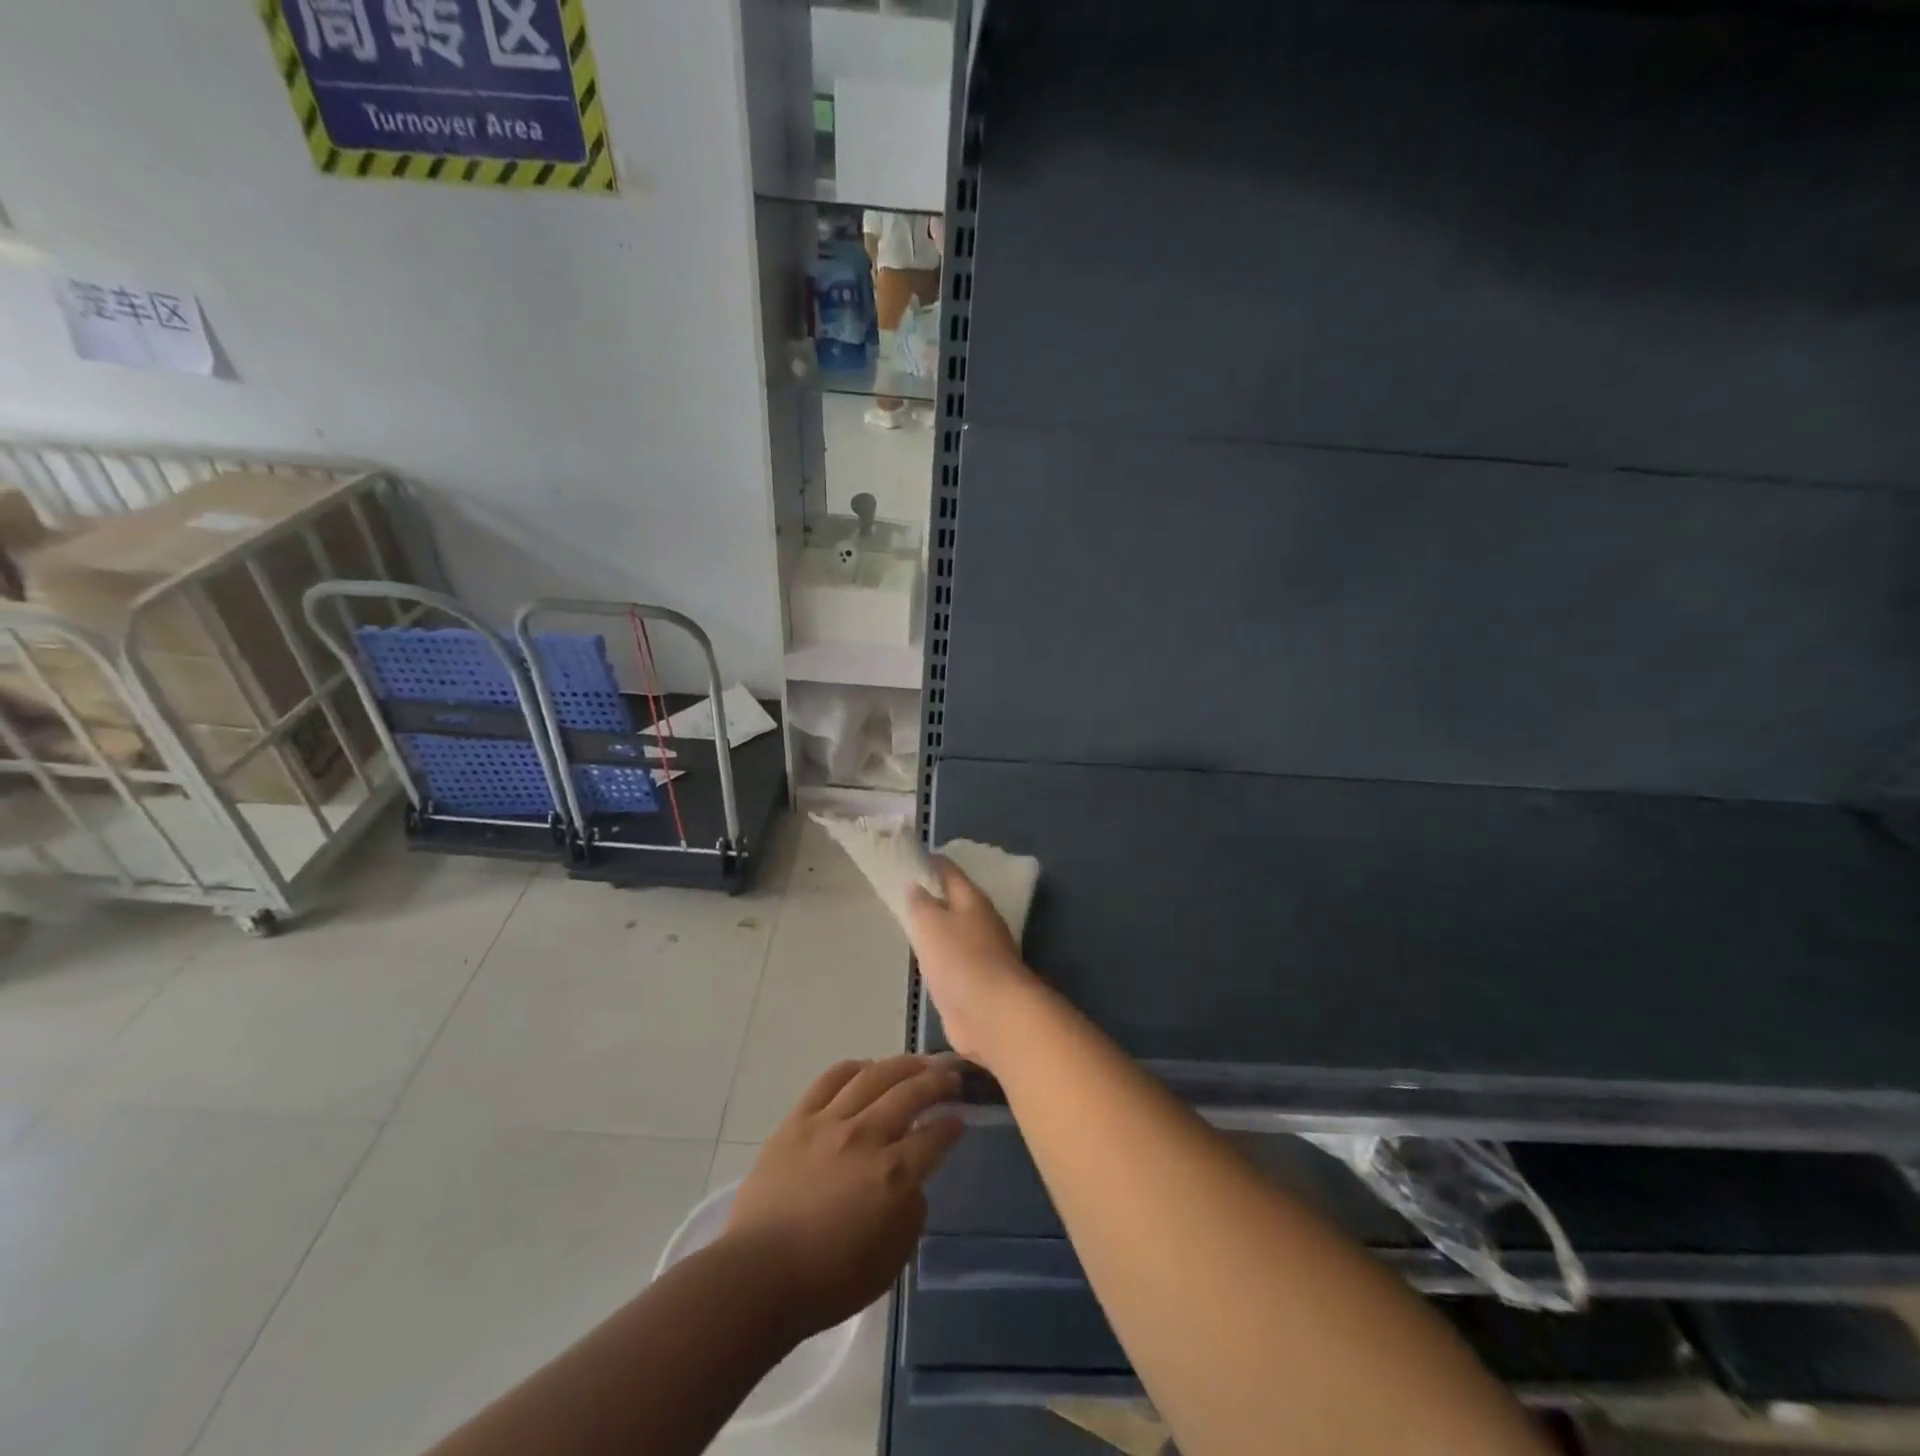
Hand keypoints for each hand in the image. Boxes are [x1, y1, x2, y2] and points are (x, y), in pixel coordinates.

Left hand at [724, 1055, 962, 1338]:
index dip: (951, 1125)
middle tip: (951, 1075)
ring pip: (873, 1076)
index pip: (934, 1137)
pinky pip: (829, 1080)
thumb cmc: (828, 1281)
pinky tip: (865, 1067)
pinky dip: (852, 1068)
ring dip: (902, 1065)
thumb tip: (912, 1183)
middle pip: (910, 1093)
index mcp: (893, 1175)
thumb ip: (911, 1214)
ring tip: (917, 1062)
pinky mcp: (798, 1119)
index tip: (960, 1118)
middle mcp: (866, 1137)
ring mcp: (829, 1122)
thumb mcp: (890, 1261)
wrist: (759, 1276)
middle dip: (937, 1081)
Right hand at [905, 859, 1040, 1067]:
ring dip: (935, 927)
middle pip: (953, 901)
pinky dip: (938, 955)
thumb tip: (915, 884)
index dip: (929, 863)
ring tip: (908, 923)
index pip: (949, 871)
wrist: (992, 1014)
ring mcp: (981, 952)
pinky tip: (922, 959)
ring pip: (953, 931)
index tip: (907, 859)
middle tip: (901, 891)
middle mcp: (980, 921)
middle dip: (931, 895)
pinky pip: (952, 959)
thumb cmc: (961, 960)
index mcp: (972, 900)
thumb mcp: (931, 924)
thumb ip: (920, 903)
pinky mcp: (976, 981)